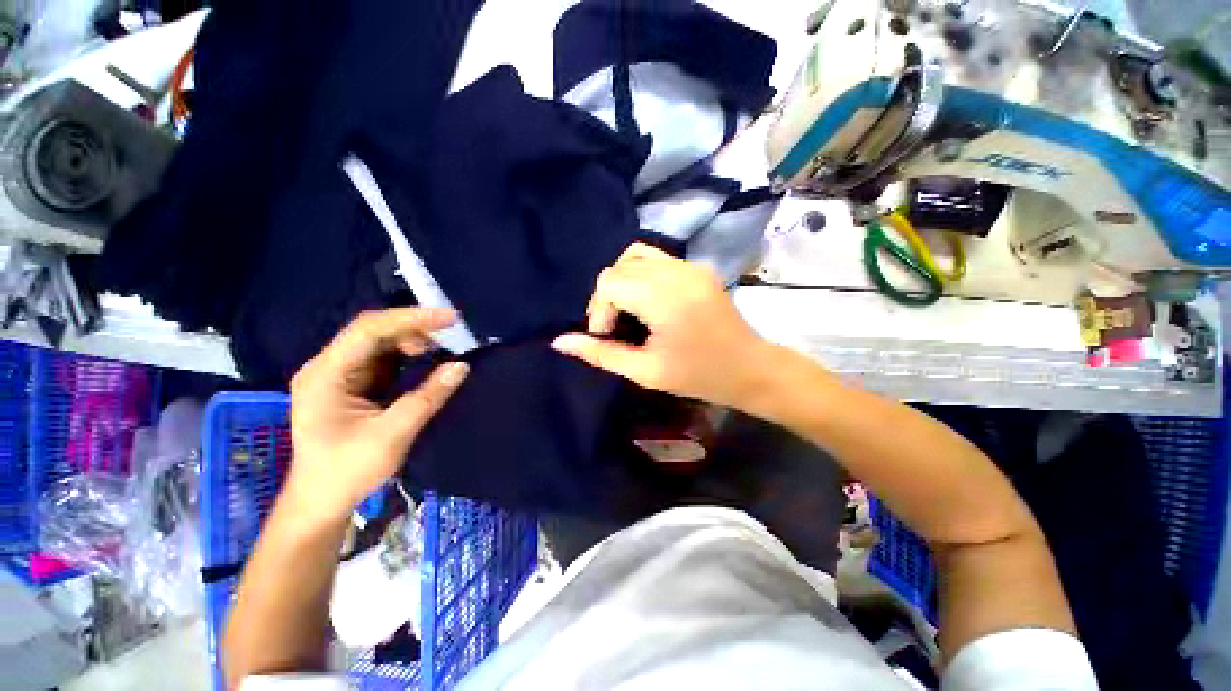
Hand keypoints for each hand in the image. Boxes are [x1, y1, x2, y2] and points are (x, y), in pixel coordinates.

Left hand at [286, 308, 469, 522]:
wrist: (321, 502)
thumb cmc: (348, 471)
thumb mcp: (394, 434)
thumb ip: (428, 397)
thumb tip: (462, 367)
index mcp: (325, 375)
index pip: (368, 330)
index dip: (411, 319)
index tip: (450, 318)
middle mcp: (327, 367)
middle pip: (372, 331)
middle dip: (414, 329)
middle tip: (450, 336)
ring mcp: (338, 375)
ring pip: (379, 343)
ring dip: (412, 341)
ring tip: (442, 350)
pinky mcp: (351, 384)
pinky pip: (383, 358)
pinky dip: (408, 356)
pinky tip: (427, 360)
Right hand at [552, 243, 771, 408]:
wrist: (751, 369)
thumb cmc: (699, 376)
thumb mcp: (646, 372)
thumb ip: (602, 354)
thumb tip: (559, 342)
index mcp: (664, 297)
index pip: (609, 283)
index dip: (598, 310)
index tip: (607, 336)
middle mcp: (677, 271)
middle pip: (619, 268)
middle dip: (607, 298)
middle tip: (615, 329)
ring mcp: (690, 265)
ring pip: (635, 256)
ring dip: (622, 281)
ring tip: (627, 311)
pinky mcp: (698, 267)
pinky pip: (657, 259)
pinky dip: (640, 275)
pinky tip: (646, 301)